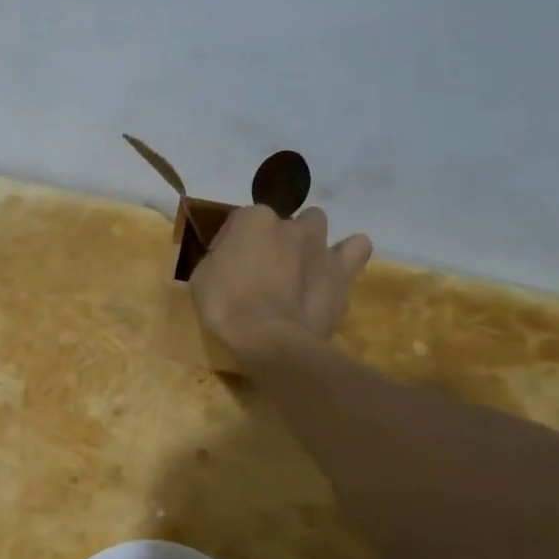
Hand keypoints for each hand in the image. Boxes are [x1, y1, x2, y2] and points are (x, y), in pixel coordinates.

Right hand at [190, 204, 372, 355]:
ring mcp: (319, 245)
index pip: (239, 222)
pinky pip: (357, 248)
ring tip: (300, 266)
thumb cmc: (226, 307)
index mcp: (251, 220)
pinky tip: (335, 271)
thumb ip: (218, 259)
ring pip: (317, 223)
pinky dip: (348, 254)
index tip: (227, 268)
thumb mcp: (201, 279)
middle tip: (265, 268)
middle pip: (281, 222)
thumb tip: (228, 259)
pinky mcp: (342, 271)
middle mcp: (288, 223)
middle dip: (274, 239)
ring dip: (308, 240)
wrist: (270, 339)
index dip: (232, 245)